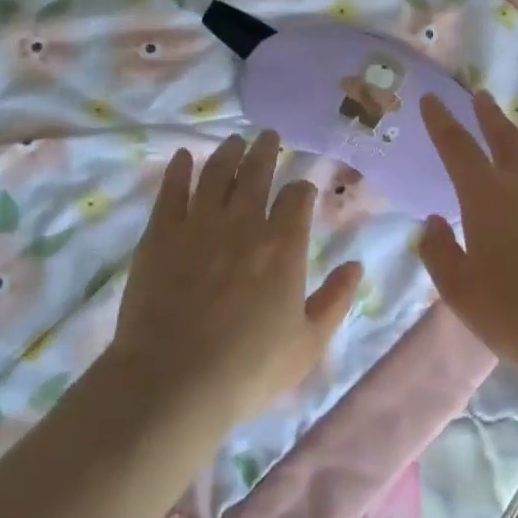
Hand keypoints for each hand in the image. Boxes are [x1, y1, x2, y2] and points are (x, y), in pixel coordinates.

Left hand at [109, 132, 362, 429]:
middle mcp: (244, 223)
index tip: (302, 189)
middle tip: (268, 135)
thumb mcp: (308, 344)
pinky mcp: (161, 233)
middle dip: (266, 151)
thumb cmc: (248, 369)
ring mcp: (199, 224)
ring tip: (234, 140)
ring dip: (228, 152)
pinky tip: (184, 156)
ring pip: (216, 173)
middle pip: (256, 173)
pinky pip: (172, 190)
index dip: (302, 189)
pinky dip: (180, 169)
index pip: (297, 198)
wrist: (174, 382)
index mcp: (283, 246)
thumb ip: (336, 300)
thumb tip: (356, 265)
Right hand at [418, 91, 517, 394]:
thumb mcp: (460, 291)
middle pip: (506, 137)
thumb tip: (434, 223)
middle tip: (481, 96)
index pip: (457, 147)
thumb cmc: (515, 313)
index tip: (431, 99)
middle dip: (489, 115)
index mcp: (487, 196)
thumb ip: (440, 252)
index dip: (441, 121)